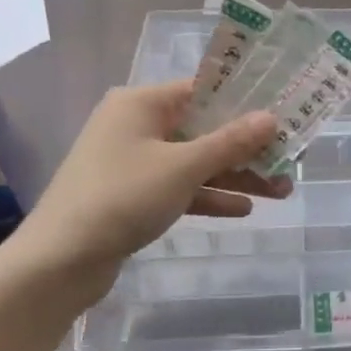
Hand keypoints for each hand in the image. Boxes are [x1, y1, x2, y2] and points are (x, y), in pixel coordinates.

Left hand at [8, 79, 287, 293]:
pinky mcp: (133, 195)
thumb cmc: (122, 197)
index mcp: (141, 103)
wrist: (61, 259)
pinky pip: (180, 187)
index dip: (245, 103)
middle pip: (203, 129)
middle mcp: (137, 125)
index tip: (283, 116)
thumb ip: (230, 142)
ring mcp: (134, 162)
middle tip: (290, 161)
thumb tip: (271, 118)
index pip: (203, 91)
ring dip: (235, 175)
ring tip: (280, 191)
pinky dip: (209, 196)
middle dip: (247, 148)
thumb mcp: (183, 167)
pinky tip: (243, 209)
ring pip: (195, 162)